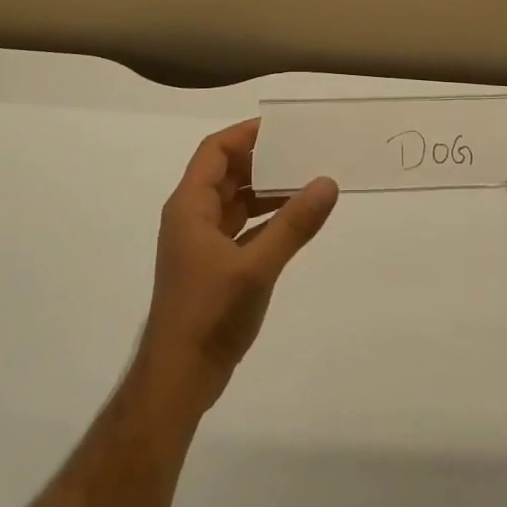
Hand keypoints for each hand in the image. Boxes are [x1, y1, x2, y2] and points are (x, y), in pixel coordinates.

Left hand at [134, 118, 338, 417]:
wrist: (179, 378)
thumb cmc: (210, 314)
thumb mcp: (256, 266)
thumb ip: (293, 225)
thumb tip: (327, 183)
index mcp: (190, 207)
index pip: (214, 151)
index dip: (245, 135)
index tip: (283, 128)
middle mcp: (192, 218)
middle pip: (225, 173)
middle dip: (262, 160)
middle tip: (303, 152)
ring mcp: (201, 244)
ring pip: (234, 201)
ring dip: (266, 190)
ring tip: (306, 182)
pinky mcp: (212, 266)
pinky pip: (241, 228)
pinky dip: (265, 219)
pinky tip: (294, 221)